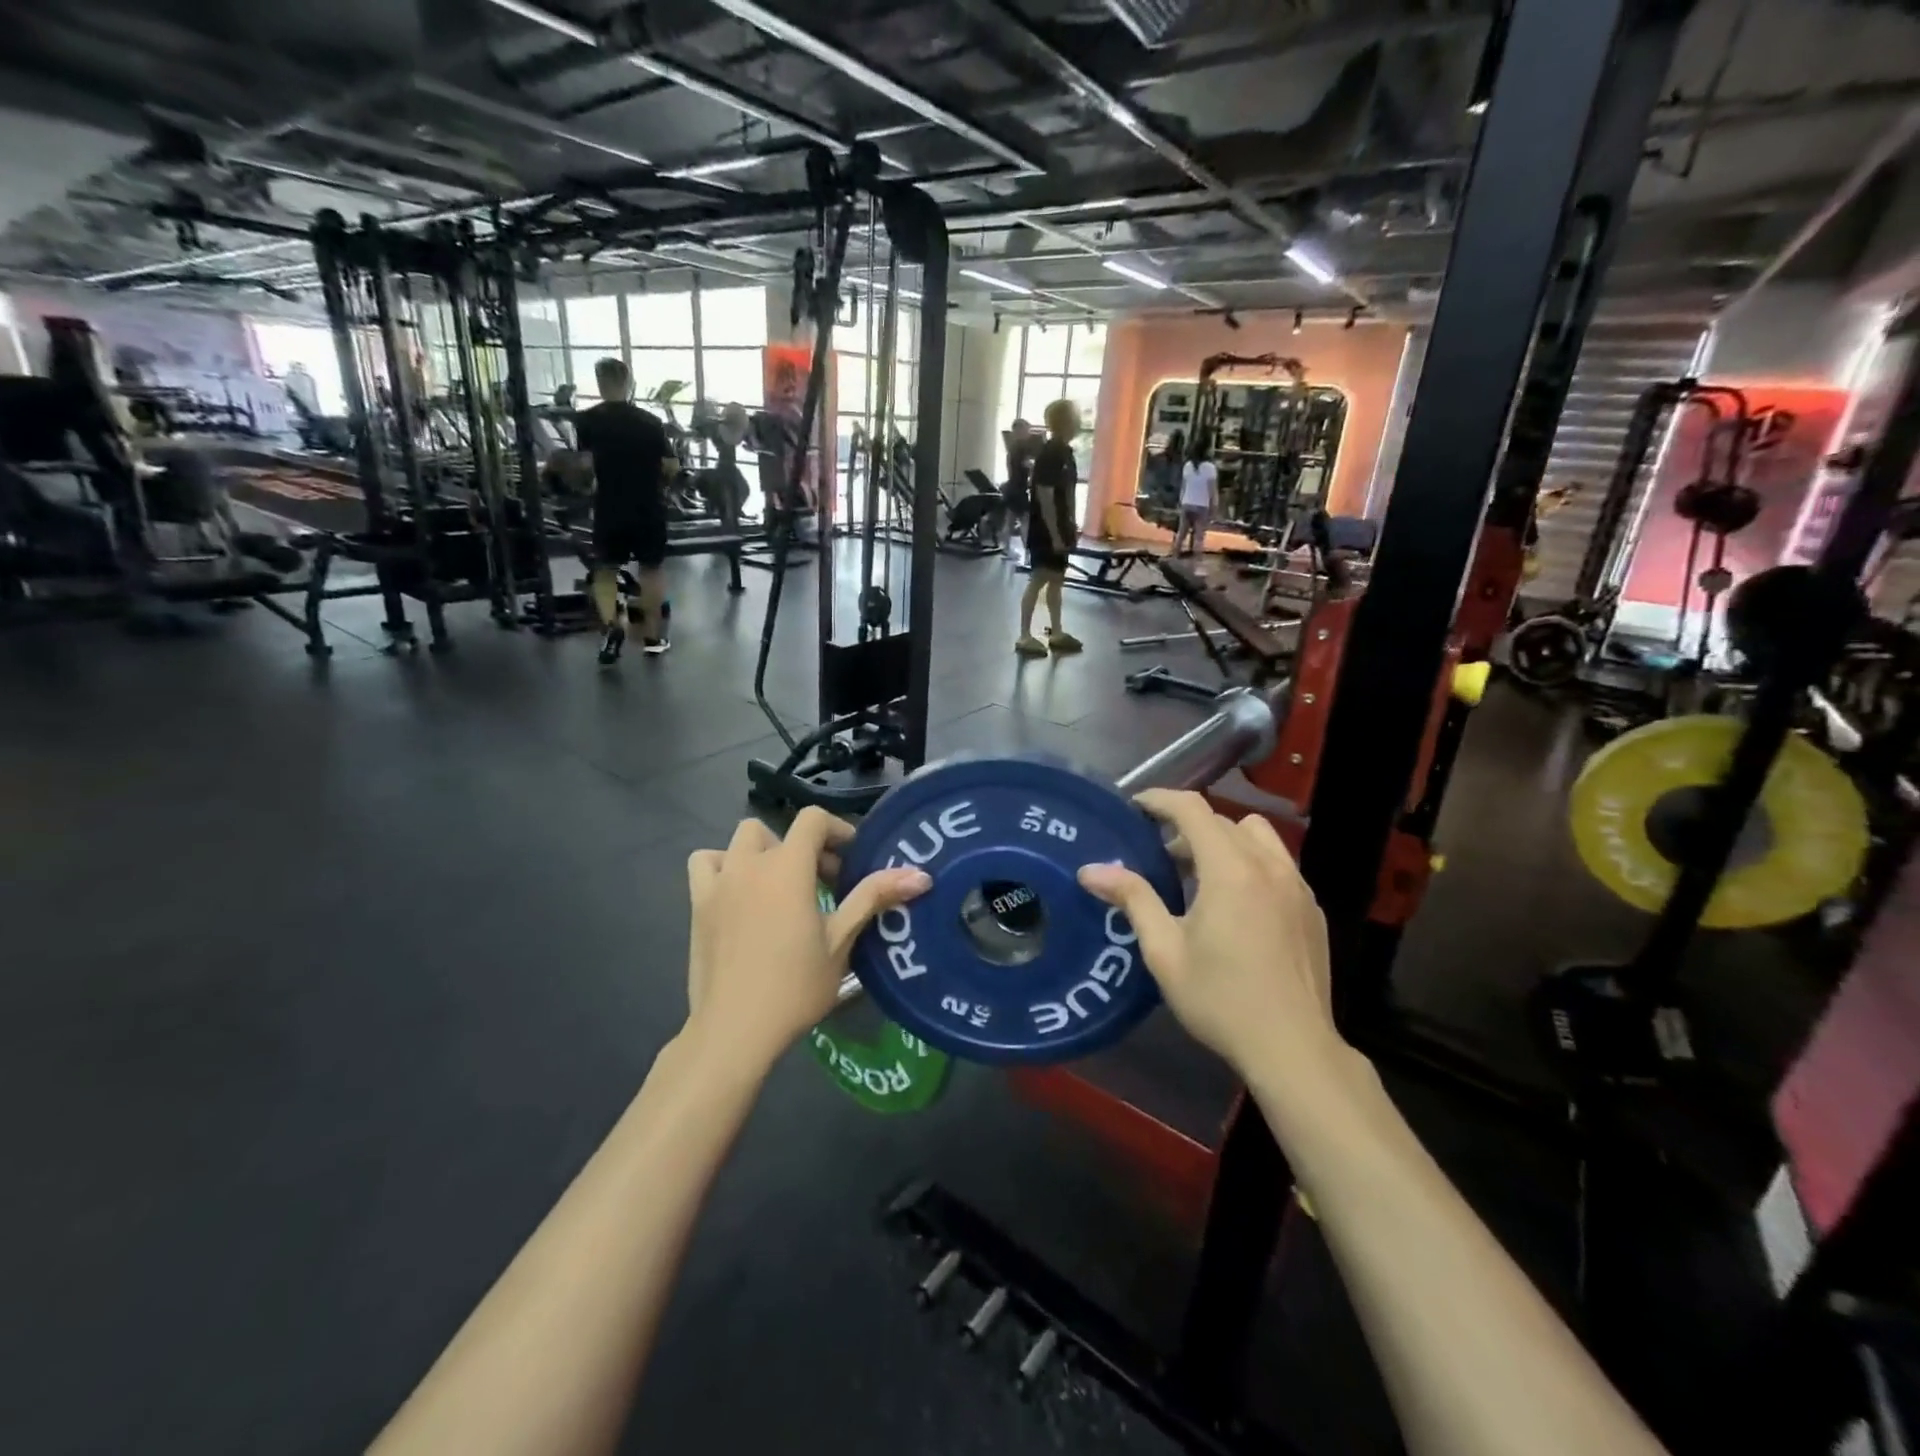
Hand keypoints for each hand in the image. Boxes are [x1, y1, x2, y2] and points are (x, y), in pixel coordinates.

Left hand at [684, 809, 929, 1074]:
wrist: (735, 1030)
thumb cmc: (795, 986)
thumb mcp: (841, 941)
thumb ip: (874, 897)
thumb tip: (921, 875)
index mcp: (787, 867)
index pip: (813, 820)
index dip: (837, 831)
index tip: (851, 862)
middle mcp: (750, 863)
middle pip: (780, 831)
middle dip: (805, 848)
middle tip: (824, 885)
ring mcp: (719, 882)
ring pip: (741, 841)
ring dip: (764, 853)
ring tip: (780, 887)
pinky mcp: (698, 904)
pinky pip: (706, 863)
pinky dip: (723, 866)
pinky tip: (738, 894)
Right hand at [1077, 790, 1341, 1081]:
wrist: (1292, 1047)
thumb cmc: (1220, 999)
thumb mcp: (1165, 951)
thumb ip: (1132, 899)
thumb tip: (1090, 870)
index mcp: (1230, 870)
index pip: (1193, 809)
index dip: (1160, 799)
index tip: (1135, 806)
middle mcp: (1268, 865)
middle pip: (1223, 821)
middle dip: (1187, 826)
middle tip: (1159, 854)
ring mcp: (1296, 885)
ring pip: (1257, 836)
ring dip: (1224, 839)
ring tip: (1201, 874)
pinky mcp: (1312, 907)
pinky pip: (1277, 863)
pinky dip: (1250, 862)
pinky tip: (1236, 903)